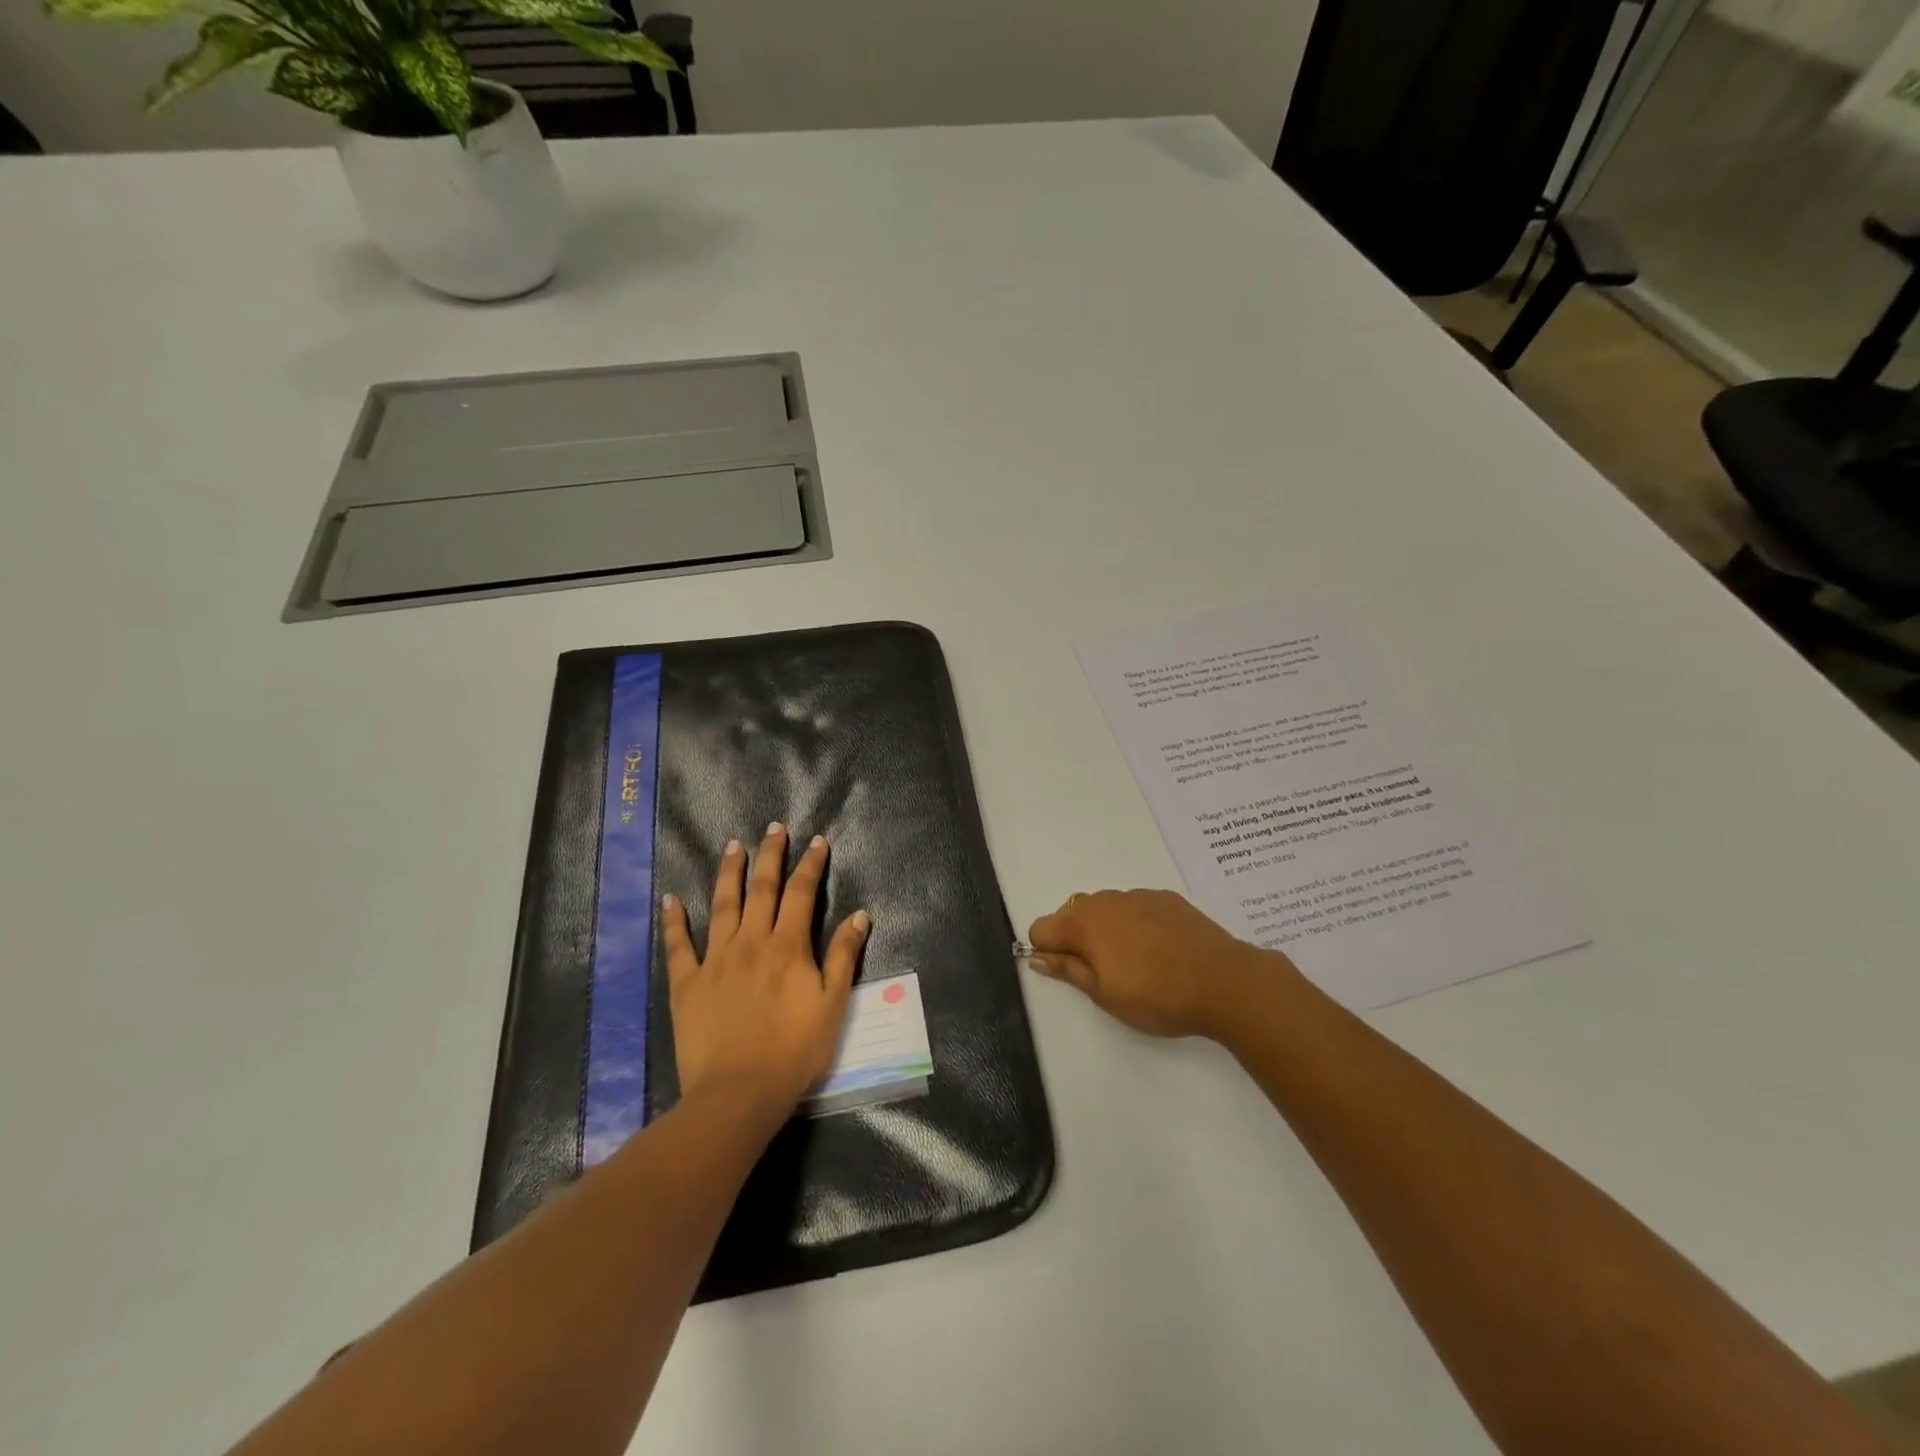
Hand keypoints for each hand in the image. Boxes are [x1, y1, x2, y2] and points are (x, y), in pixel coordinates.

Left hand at [661, 823, 869, 1118]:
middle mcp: (751, 941)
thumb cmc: (794, 1052)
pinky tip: (671, 899)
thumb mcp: (833, 1005)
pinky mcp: (687, 983)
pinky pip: (679, 945)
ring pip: (722, 905)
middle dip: (770, 855)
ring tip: (733, 846)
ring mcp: (715, 960)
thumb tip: (860, 915)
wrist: (738, 1094)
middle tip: (773, 828)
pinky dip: (674, 921)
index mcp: (788, 946)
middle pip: (762, 888)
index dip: (811, 865)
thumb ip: (844, 956)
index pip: (802, 893)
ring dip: (729, 873)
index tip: (817, 842)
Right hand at [1027, 888, 1282, 1038]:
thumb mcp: (1104, 994)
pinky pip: (1135, 906)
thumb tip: (1036, 955)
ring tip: (1135, 963)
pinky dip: (1135, 923)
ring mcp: (1137, 895)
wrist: (1224, 980)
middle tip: (1103, 973)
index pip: (1041, 928)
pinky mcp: (1166, 898)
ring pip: (1105, 908)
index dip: (1048, 952)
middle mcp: (1105, 900)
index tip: (1070, 974)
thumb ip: (1067, 970)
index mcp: (1083, 923)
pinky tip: (1160, 950)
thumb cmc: (1156, 995)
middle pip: (1072, 914)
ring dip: (1106, 930)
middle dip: (1076, 939)